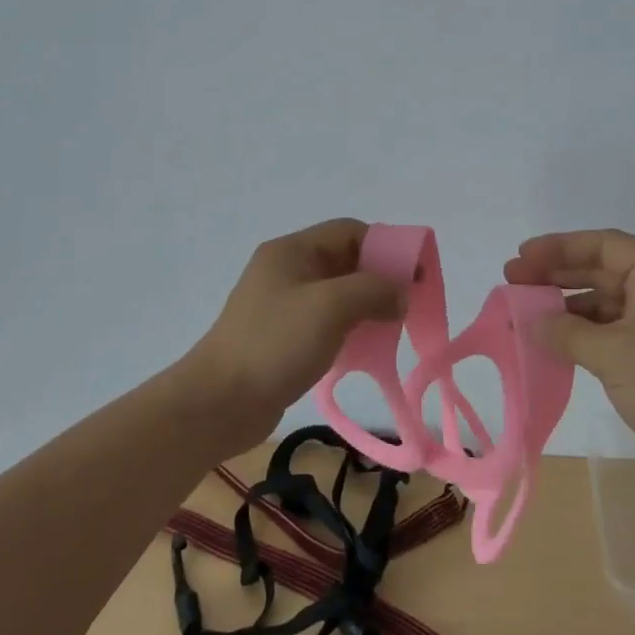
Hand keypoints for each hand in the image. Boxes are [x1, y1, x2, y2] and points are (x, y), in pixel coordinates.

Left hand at [186, 218, 405, 458]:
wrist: (219, 403)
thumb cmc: (275, 344)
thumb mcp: (331, 306)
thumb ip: (373, 290)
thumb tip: (399, 295)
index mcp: (292, 251)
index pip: (350, 231)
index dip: (386, 246)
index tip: (415, 274)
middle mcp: (287, 270)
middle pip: (345, 261)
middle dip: (380, 278)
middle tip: (408, 303)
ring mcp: (283, 304)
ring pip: (338, 293)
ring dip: (367, 305)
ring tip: (392, 327)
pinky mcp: (283, 336)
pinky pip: (327, 321)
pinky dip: (350, 328)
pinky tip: (366, 348)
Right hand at [504, 229, 634, 486]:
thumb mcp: (611, 354)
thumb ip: (565, 332)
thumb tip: (530, 322)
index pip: (604, 245)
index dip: (559, 247)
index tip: (522, 256)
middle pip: (604, 270)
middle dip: (558, 275)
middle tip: (513, 282)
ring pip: (610, 302)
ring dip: (570, 307)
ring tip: (527, 316)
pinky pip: (619, 329)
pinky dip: (588, 332)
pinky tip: (558, 342)